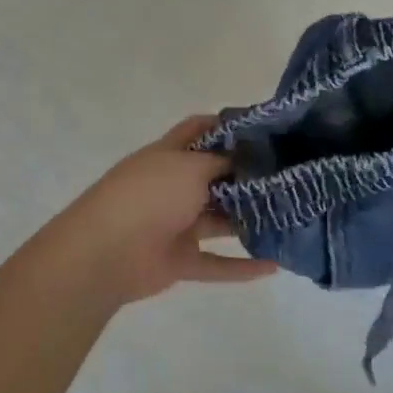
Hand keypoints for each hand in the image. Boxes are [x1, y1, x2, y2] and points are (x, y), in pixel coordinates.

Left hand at [40, 116, 276, 304]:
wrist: (105, 254)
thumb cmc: (149, 196)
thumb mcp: (190, 167)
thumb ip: (221, 162)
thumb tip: (243, 159)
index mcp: (169, 155)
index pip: (198, 130)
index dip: (226, 125)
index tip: (263, 129)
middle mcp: (173, 186)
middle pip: (214, 177)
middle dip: (246, 176)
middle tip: (287, 176)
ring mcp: (176, 224)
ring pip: (219, 220)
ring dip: (247, 219)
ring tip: (287, 216)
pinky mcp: (179, 260)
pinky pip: (216, 263)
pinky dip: (241, 266)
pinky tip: (273, 266)